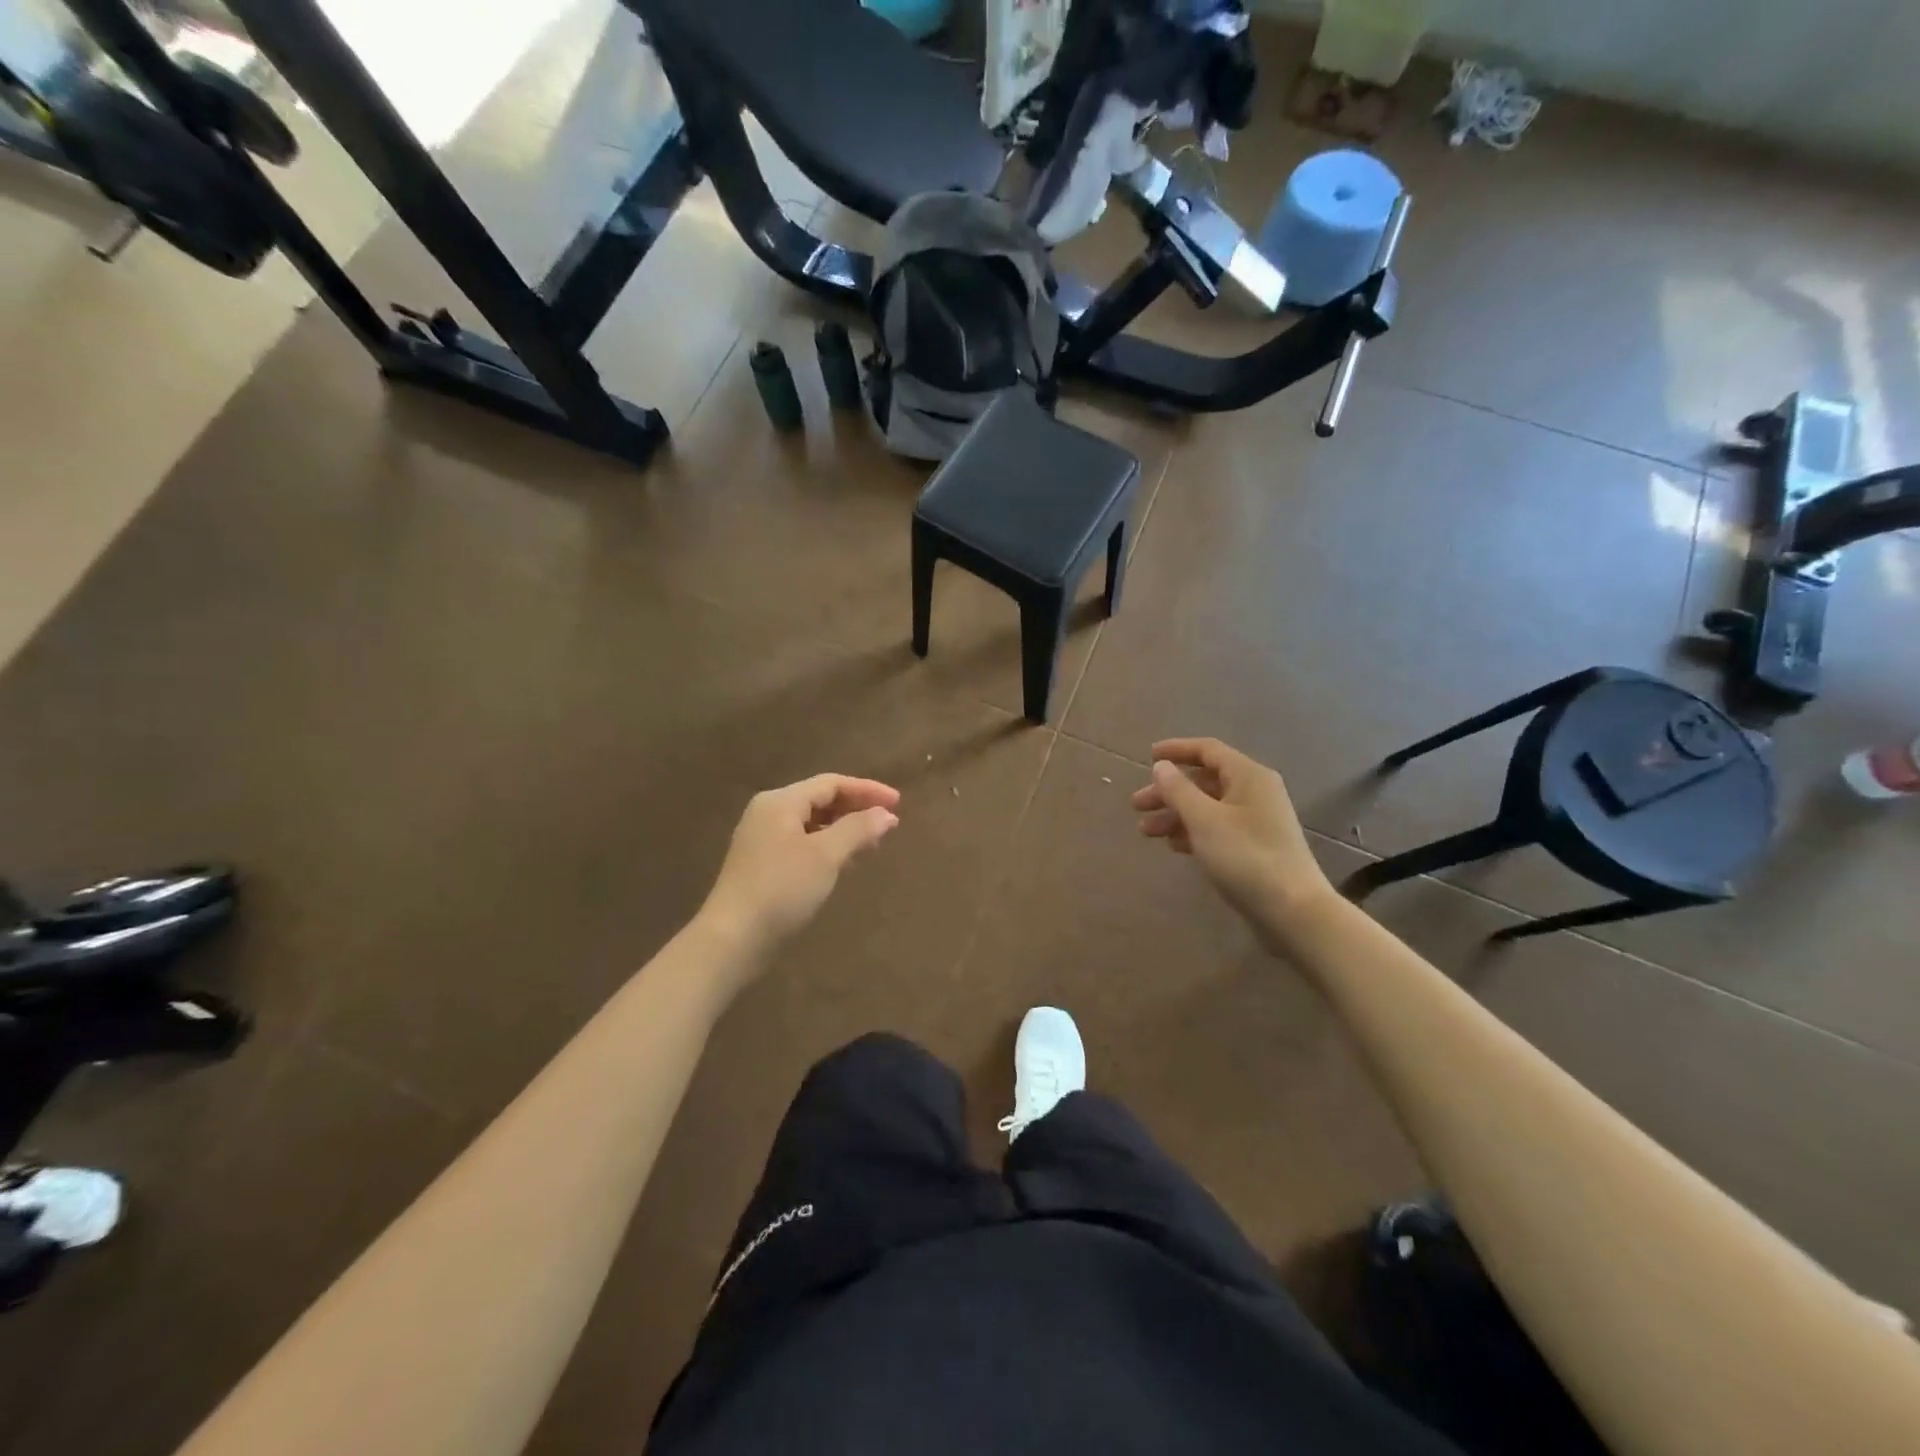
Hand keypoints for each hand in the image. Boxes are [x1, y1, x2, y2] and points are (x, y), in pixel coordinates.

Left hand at [700, 774, 900, 956]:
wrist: (733, 939)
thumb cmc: (781, 890)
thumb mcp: (825, 856)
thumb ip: (858, 829)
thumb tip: (886, 814)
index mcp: (780, 801)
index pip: (831, 783)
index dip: (867, 790)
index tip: (898, 803)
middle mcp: (769, 813)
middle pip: (820, 800)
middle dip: (857, 809)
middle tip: (889, 824)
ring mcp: (763, 839)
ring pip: (812, 823)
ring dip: (845, 829)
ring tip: (873, 844)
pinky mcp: (763, 865)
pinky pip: (803, 843)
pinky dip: (828, 846)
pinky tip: (845, 863)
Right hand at [1132, 738, 1333, 940]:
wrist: (1292, 911)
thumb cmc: (1246, 857)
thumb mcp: (1204, 820)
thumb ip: (1178, 790)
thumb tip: (1161, 766)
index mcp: (1248, 776)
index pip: (1207, 750)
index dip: (1176, 750)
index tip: (1147, 758)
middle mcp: (1255, 792)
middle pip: (1204, 781)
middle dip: (1168, 791)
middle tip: (1137, 805)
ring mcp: (1256, 821)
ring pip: (1208, 807)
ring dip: (1176, 814)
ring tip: (1146, 832)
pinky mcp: (1255, 847)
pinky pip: (1217, 828)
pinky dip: (1193, 832)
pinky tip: (1173, 846)